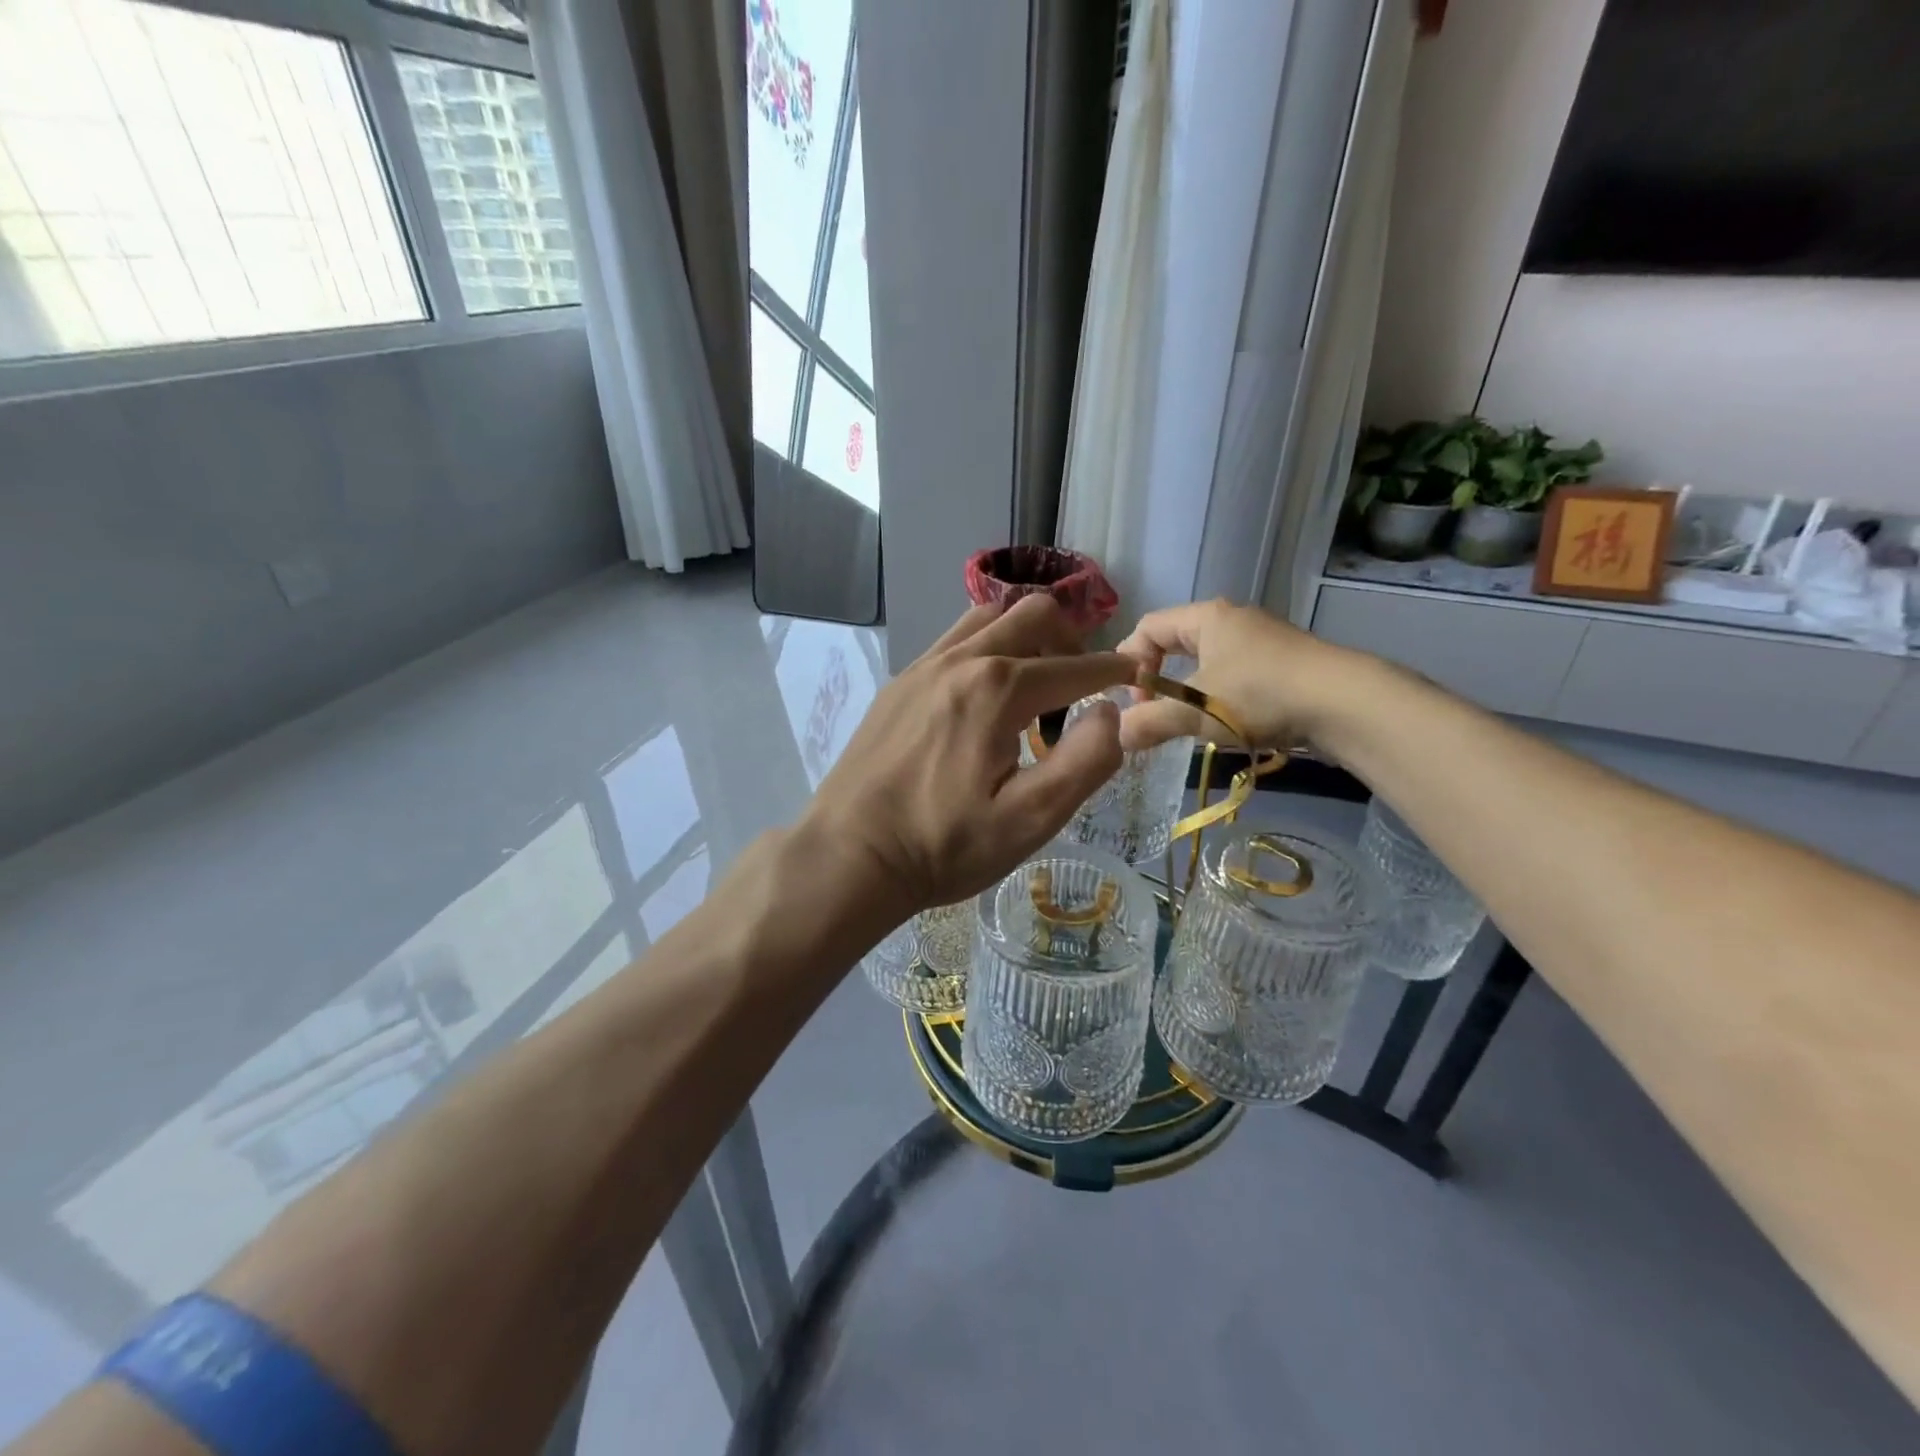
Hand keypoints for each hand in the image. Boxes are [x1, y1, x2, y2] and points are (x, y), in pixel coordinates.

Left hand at [803, 595, 1136, 915]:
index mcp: (998, 690)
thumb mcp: (1029, 820)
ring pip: (989, 618)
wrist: (850, 855)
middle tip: (1080, 684)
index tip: (1134, 676)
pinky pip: (954, 640)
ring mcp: (923, 667)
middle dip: (1071, 640)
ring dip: (1025, 637)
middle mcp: (961, 661)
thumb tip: (1109, 712)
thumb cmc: (943, 846)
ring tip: (1033, 685)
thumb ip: (1084, 762)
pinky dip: (985, 648)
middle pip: (1033, 614)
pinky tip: (984, 696)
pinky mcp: (899, 683)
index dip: (1113, 671)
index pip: (1075, 667)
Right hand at [1115, 599, 1362, 753]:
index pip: (1149, 627)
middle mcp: (1233, 621)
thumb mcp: (1195, 711)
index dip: (1130, 661)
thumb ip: (1150, 722)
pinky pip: (1234, 676)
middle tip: (1151, 712)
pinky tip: (1224, 724)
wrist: (1345, 703)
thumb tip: (1116, 736)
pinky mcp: (1283, 666)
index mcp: (1207, 617)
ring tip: (1185, 723)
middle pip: (1176, 643)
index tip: (1131, 699)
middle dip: (1157, 679)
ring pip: (1207, 662)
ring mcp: (1262, 642)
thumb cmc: (1259, 694)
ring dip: (1188, 692)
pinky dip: (1217, 698)